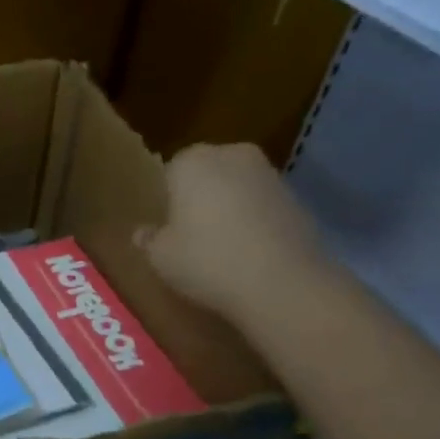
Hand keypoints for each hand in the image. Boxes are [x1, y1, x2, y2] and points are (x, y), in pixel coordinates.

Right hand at [135, 143, 330, 323]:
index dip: (166, 197)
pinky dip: (253, 220)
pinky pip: (261, 205)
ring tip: (219, 245)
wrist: (281, 282)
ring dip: (228, 206)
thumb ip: (149, 239)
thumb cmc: (206, 261)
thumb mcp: (161, 257)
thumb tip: (143, 232)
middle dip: (199, 195)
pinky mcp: (297, 198)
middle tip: (188, 232)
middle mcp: (232, 156)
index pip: (170, 169)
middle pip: (207, 172)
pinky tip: (247, 252)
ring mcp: (270, 174)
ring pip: (236, 186)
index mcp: (192, 162)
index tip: (164, 223)